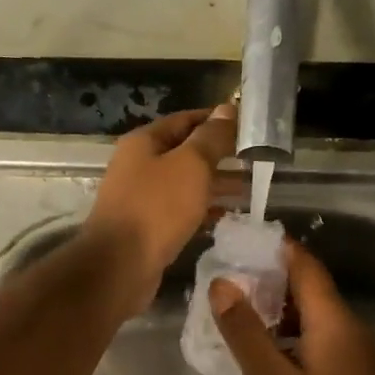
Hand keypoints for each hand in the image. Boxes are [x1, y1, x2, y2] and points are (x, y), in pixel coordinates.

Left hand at [83, 105, 238, 310]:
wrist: (120, 265)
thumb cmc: (157, 208)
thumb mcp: (191, 165)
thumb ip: (211, 138)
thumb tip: (227, 110)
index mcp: (144, 142)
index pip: (185, 120)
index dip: (216, 121)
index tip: (248, 127)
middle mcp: (138, 166)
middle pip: (184, 153)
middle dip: (218, 156)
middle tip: (254, 160)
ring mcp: (140, 198)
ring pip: (184, 184)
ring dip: (214, 185)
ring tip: (248, 189)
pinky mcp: (146, 228)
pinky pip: (179, 211)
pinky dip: (202, 210)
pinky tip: (226, 217)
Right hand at [209, 242, 374, 374]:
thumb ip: (245, 332)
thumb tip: (221, 285)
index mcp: (332, 319)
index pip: (304, 264)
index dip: (273, 248)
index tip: (238, 243)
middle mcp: (348, 324)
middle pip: (309, 286)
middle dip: (268, 279)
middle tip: (226, 282)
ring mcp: (355, 348)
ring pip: (313, 313)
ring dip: (278, 308)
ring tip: (237, 313)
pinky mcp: (354, 369)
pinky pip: (320, 335)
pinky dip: (291, 331)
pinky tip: (265, 349)